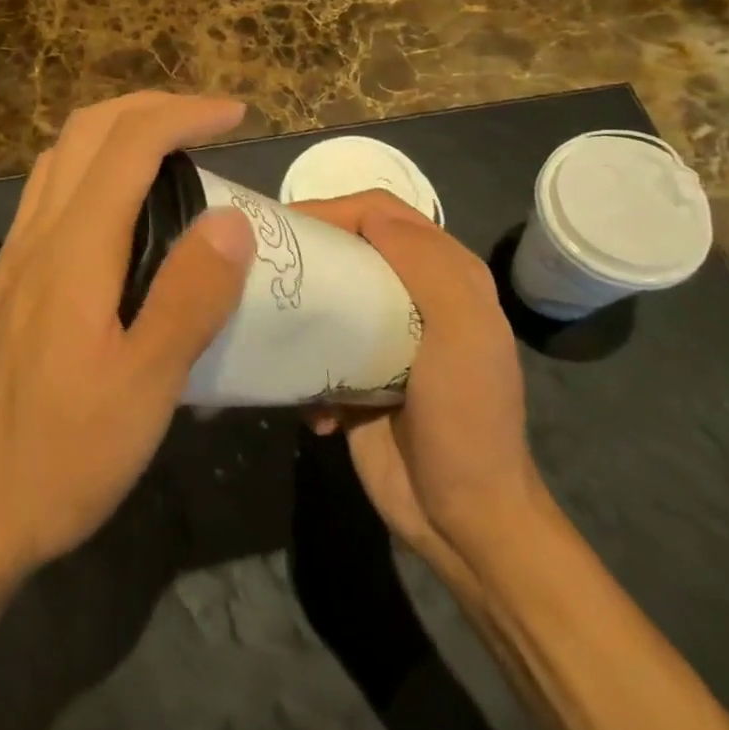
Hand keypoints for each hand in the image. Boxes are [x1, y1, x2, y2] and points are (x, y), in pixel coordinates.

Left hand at [0, 93, 254, 579]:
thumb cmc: (60, 457)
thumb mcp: (144, 387)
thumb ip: (190, 297)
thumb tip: (231, 218)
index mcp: (73, 249)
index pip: (130, 144)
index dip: (185, 113)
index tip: (238, 114)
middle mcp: (37, 235)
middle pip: (86, 130)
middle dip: (150, 106)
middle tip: (206, 121)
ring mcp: (15, 256)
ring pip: (62, 157)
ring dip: (117, 131)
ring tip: (170, 151)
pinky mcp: (8, 282)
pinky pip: (50, 192)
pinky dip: (93, 167)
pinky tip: (120, 211)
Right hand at [297, 192, 540, 552]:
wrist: (463, 520)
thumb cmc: (466, 418)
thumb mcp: (463, 333)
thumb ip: (426, 264)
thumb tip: (367, 217)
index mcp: (445, 273)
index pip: (380, 212)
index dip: (334, 208)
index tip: (287, 226)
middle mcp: (414, 294)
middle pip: (349, 246)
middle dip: (307, 251)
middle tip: (261, 264)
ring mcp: (384, 335)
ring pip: (328, 292)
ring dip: (299, 307)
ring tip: (268, 322)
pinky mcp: (356, 372)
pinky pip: (318, 346)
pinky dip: (304, 363)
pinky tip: (309, 398)